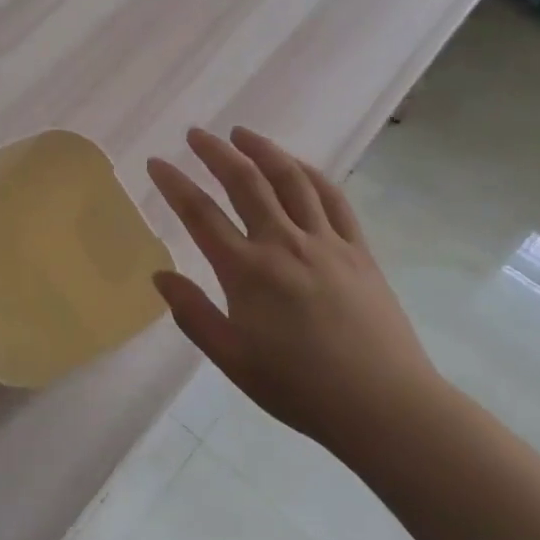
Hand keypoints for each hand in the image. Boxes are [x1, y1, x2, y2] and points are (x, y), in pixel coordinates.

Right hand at [147, 127, 439, 450]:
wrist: (383, 406)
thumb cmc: (300, 388)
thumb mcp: (233, 360)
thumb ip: (193, 314)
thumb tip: (160, 276)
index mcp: (247, 272)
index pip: (200, 214)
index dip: (174, 184)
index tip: (156, 162)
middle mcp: (283, 243)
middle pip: (244, 182)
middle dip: (215, 152)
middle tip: (196, 134)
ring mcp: (325, 241)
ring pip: (290, 179)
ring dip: (263, 150)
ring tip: (242, 133)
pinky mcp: (358, 249)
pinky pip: (332, 198)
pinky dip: (310, 174)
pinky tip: (297, 165)